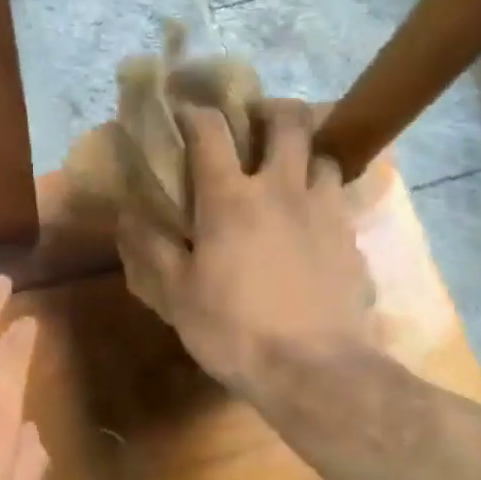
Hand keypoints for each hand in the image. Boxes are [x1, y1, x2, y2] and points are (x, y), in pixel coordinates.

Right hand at [117, 100, 373, 394]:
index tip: (186, 113)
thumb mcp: (177, 296)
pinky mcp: (351, 238)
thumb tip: (129, 216)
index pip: (210, 132)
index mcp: (231, 199)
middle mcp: (281, 189)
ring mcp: (324, 210)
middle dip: (271, 110)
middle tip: (256, 126)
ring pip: (323, 155)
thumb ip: (152, 250)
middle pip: (288, 120)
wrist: (314, 369)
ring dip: (303, 154)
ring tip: (289, 174)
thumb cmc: (235, 330)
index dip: (195, 114)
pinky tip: (312, 224)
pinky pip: (339, 199)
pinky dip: (322, 197)